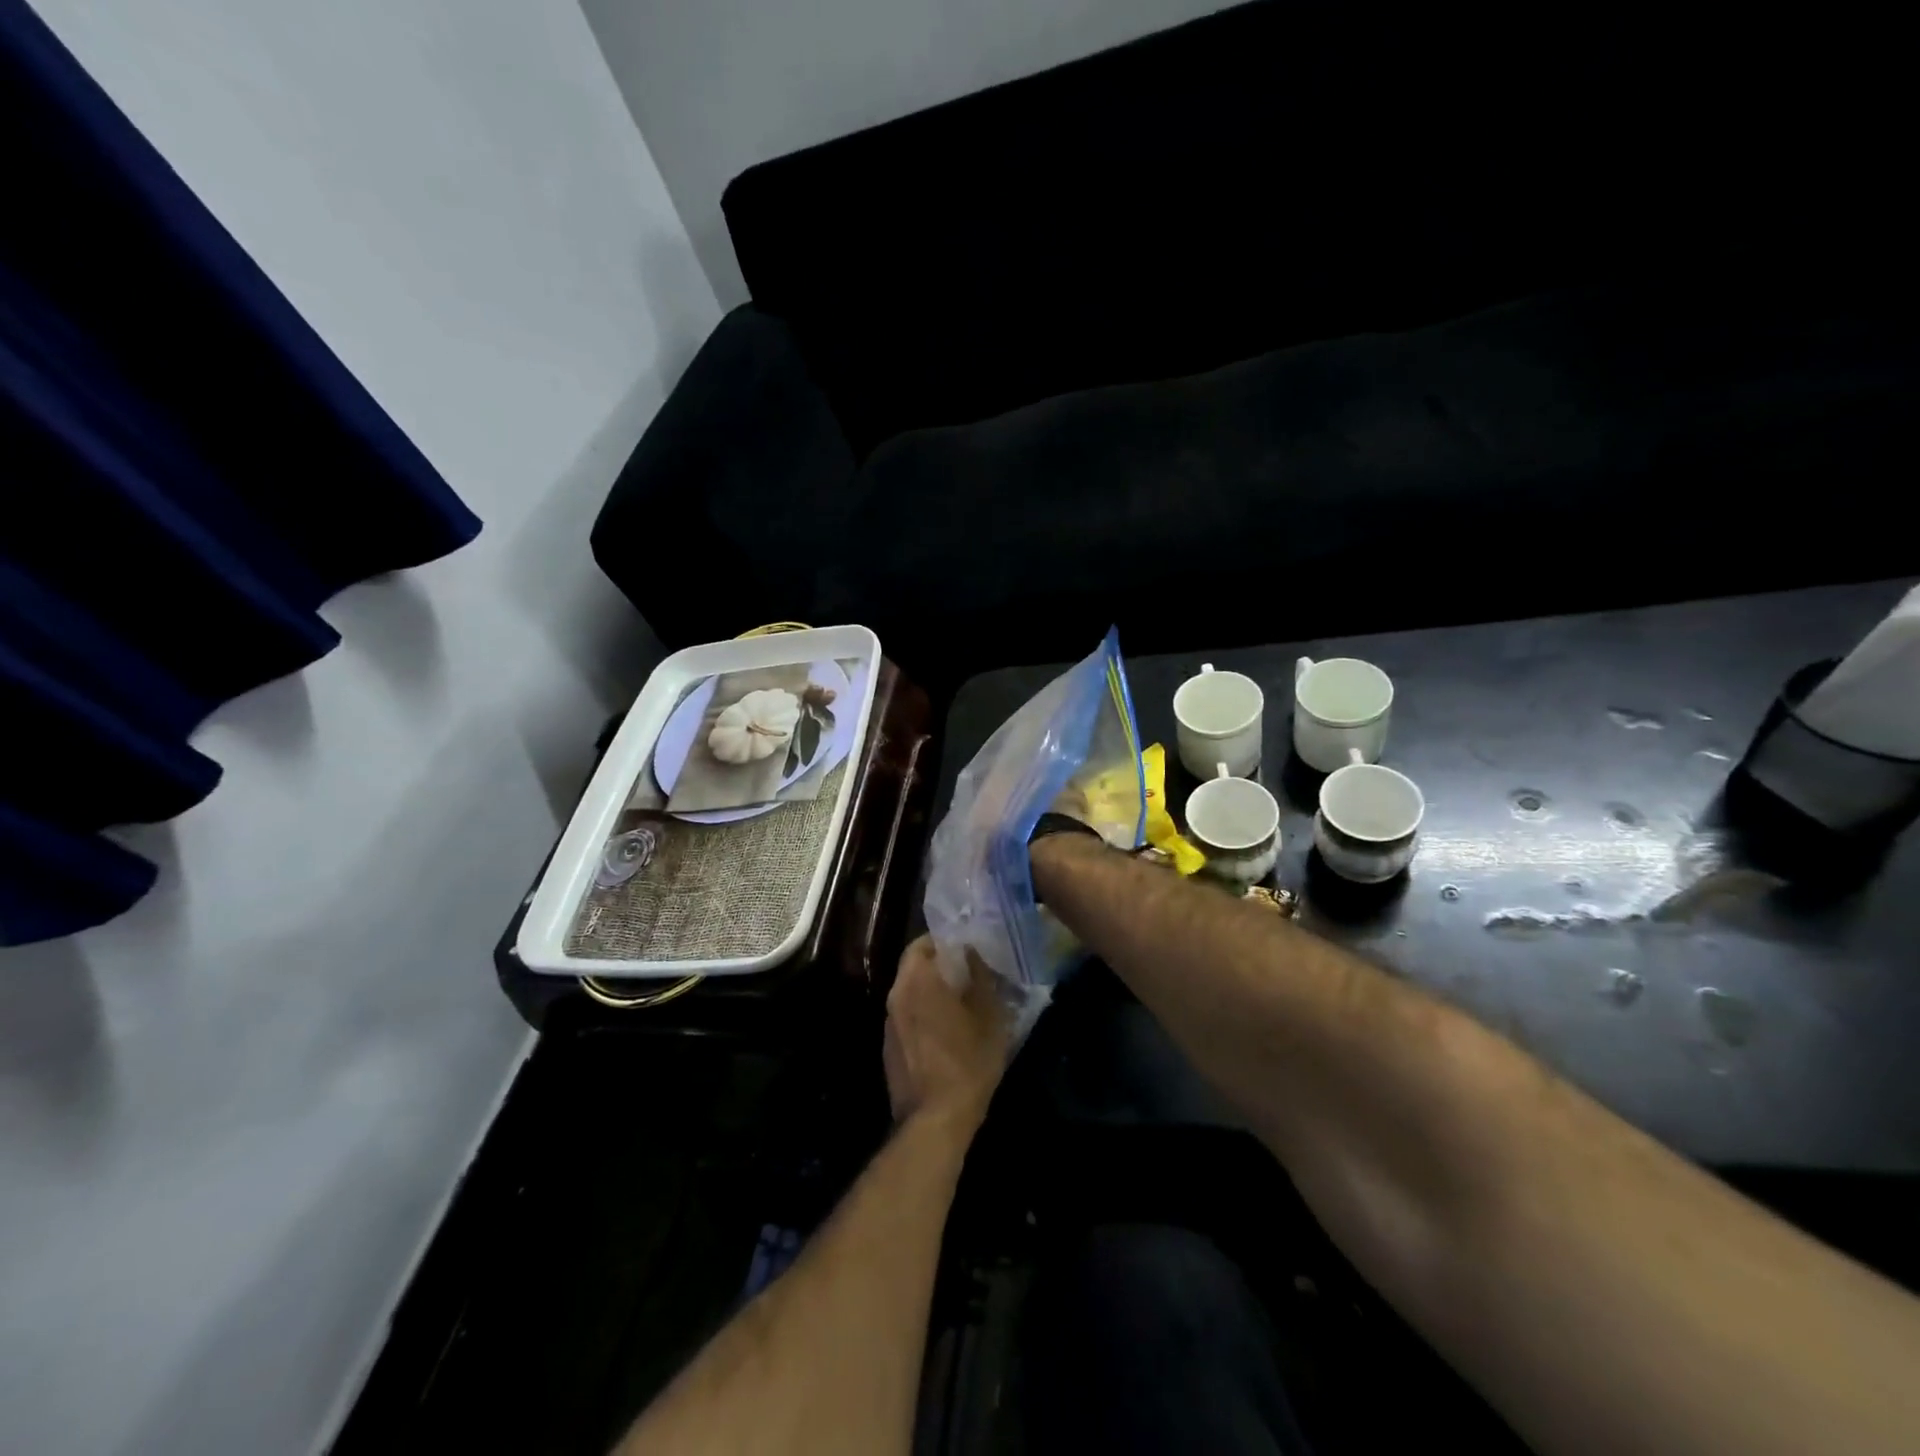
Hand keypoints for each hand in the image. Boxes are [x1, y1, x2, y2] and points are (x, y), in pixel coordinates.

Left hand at [883, 936, 1011, 1128]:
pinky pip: (907, 1017)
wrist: (935, 1120)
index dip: (945, 942)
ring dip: (931, 991)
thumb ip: (981, 977)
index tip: (966, 948)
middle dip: (939, 966)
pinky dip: (923, 1014)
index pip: (923, 943)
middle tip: (968, 974)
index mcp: (918, 980)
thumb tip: (972, 953)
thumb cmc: (968, 1062)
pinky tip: (946, 1032)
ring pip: (910, 992)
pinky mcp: (889, 1047)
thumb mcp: (989, 1016)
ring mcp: (889, 1023)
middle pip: (914, 966)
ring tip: (960, 1002)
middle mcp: (896, 994)